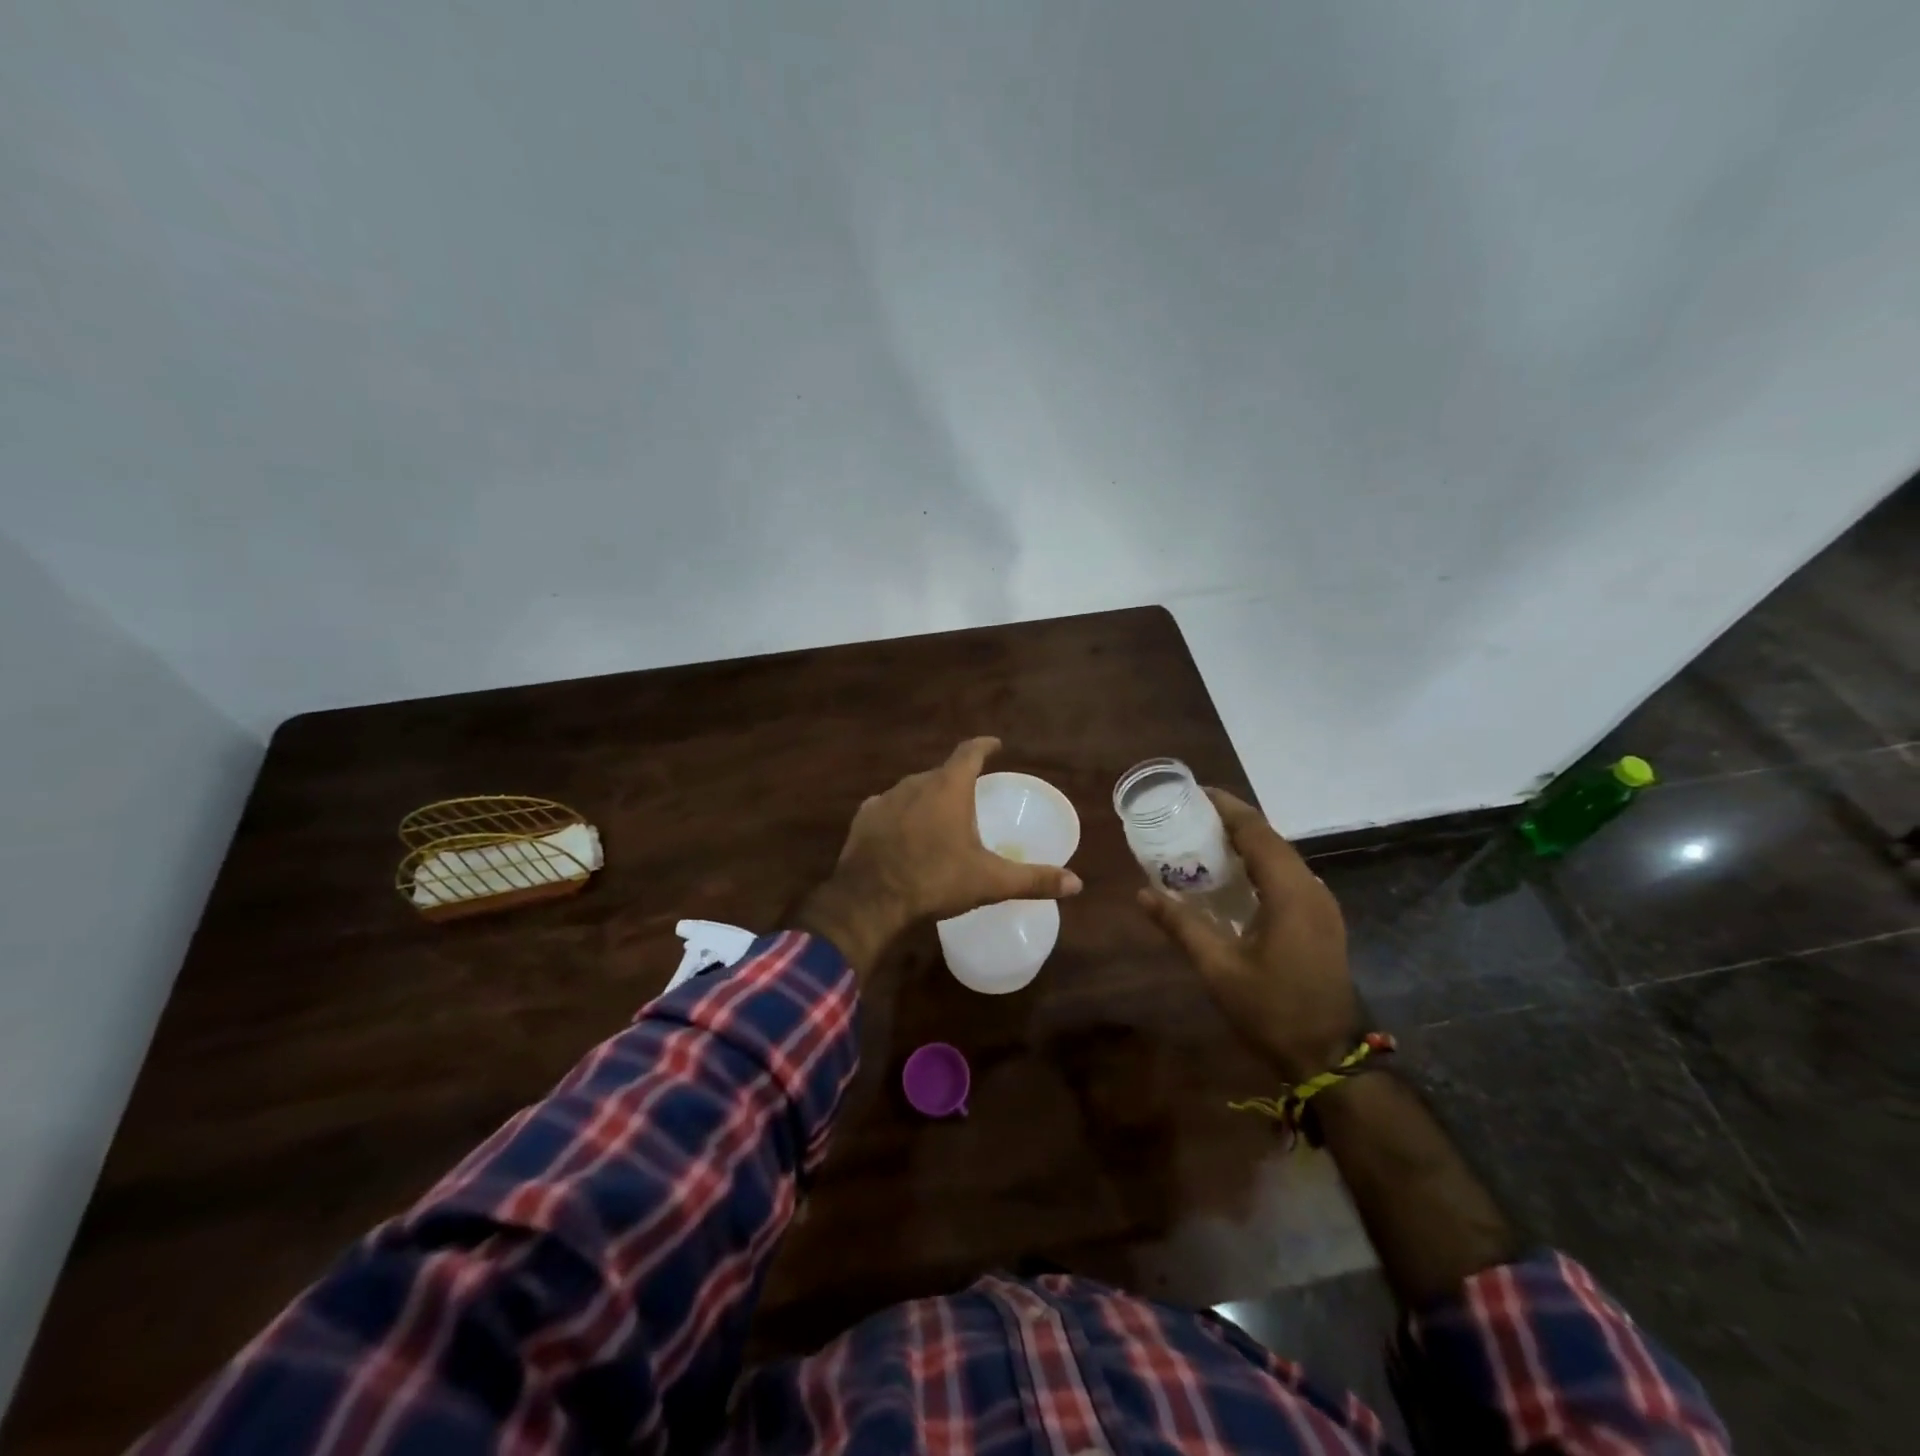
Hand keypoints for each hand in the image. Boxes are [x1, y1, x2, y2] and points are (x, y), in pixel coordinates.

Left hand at [798, 738, 1082, 977]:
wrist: (869, 900)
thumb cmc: (935, 880)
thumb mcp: (990, 881)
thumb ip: (1033, 879)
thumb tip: (1076, 883)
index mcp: (949, 787)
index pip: (970, 752)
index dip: (985, 746)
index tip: (996, 744)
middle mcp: (916, 783)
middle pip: (942, 773)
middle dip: (957, 781)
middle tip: (970, 799)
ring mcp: (886, 799)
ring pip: (914, 790)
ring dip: (928, 800)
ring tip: (938, 821)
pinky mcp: (864, 818)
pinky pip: (888, 808)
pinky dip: (900, 816)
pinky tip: (903, 835)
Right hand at [1137, 789, 1361, 1081]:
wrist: (1328, 1057)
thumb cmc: (1271, 1009)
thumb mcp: (1218, 968)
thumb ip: (1181, 925)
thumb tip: (1142, 893)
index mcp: (1290, 893)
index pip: (1257, 832)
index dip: (1227, 808)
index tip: (1195, 792)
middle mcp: (1312, 889)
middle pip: (1271, 839)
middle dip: (1232, 821)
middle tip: (1190, 815)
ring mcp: (1322, 906)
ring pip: (1282, 857)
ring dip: (1247, 843)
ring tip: (1205, 839)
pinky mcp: (1322, 921)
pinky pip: (1288, 877)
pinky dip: (1259, 865)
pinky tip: (1233, 878)